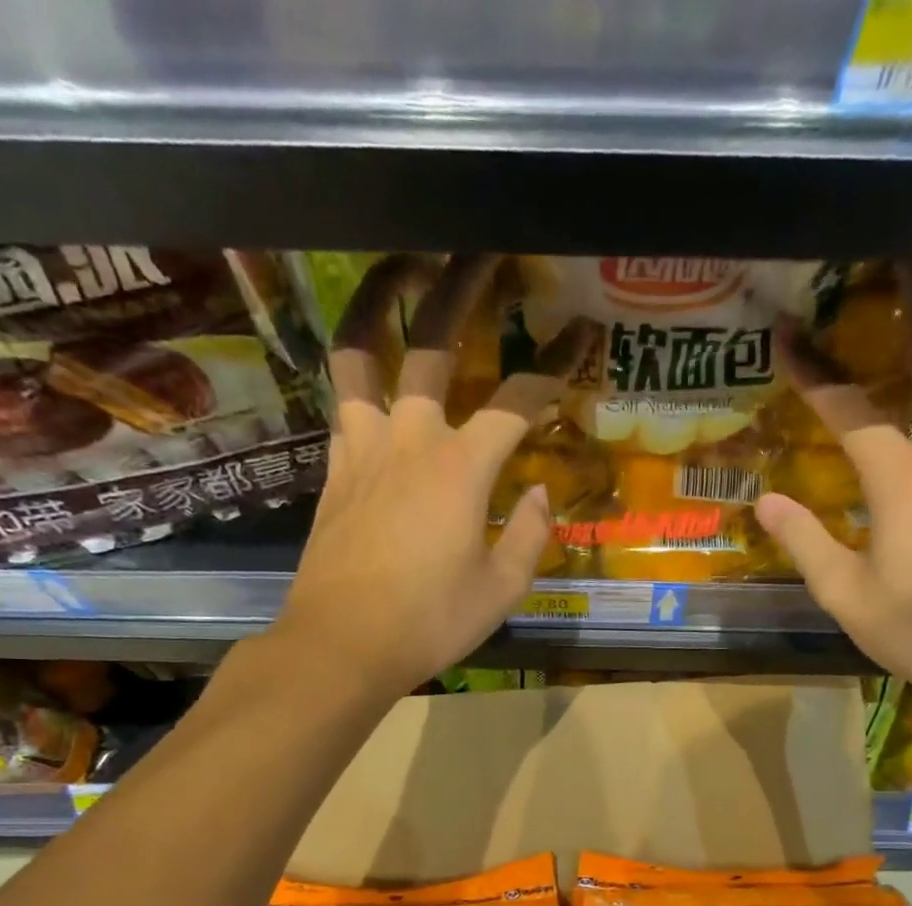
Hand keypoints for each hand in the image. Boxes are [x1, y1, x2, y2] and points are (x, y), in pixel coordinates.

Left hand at [272, 255, 588, 697]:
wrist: (342, 644)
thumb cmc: (430, 621)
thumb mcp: (501, 589)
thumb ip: (529, 533)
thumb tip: (537, 492)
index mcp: (460, 466)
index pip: (516, 401)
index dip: (552, 368)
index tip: (577, 340)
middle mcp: (409, 438)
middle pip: (432, 346)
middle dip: (460, 291)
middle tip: (479, 254)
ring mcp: (362, 450)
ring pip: (360, 358)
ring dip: (376, 309)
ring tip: (393, 278)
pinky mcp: (334, 473)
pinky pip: (345, 406)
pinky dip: (361, 381)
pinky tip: (375, 385)